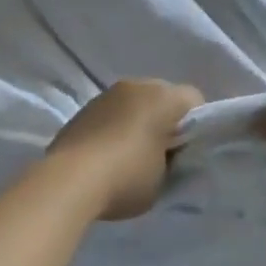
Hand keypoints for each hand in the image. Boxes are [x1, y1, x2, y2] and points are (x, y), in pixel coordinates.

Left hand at [46, 79, 203, 220]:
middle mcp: (137, 85)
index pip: (194, 100)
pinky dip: (116, 126)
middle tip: (163, 153)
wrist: (69, 180)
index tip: (187, 151)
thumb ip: (174, 161)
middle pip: (163, 96)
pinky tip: (109, 154)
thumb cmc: (127, 176)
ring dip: (139, 121)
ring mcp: (108, 94)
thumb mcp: (165, 178)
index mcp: (164, 97)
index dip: (196, 126)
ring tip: (132, 154)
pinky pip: (112, 112)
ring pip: (136, 102)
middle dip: (166, 119)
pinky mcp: (84, 108)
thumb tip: (169, 155)